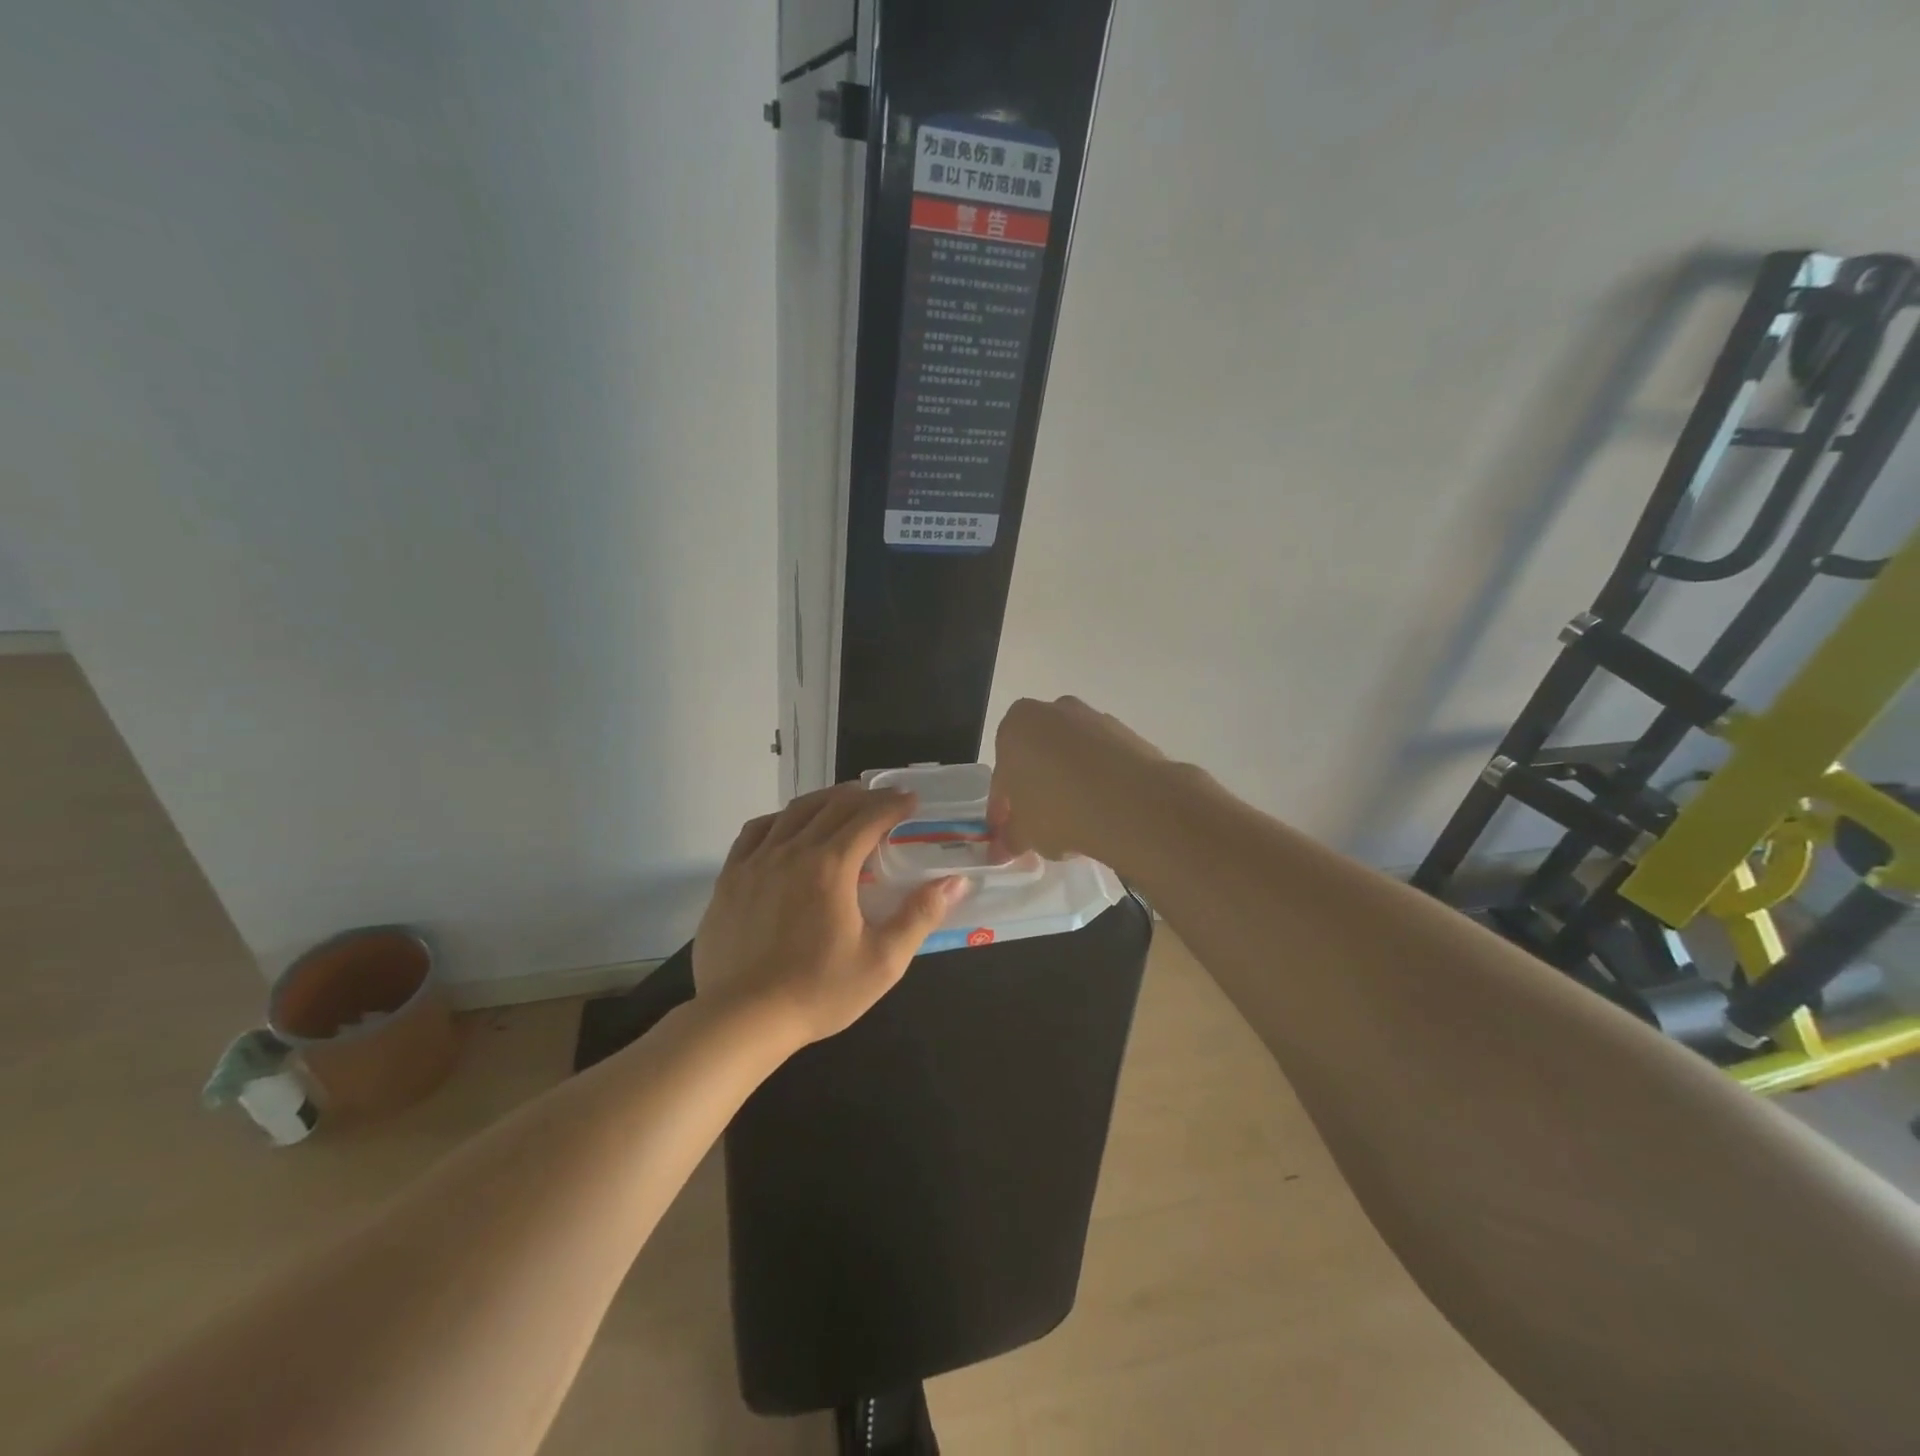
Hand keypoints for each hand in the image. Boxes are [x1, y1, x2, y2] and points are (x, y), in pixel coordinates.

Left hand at [694, 784, 967, 1046]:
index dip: (893, 805)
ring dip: (824, 800)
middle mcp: (792, 851)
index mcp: (831, 866)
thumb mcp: (882, 961)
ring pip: (794, 812)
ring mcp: (755, 861)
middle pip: (832, 807)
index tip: (911, 800)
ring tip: (843, 803)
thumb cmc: (818, 991)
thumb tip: (955, 882)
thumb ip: (919, 916)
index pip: (868, 818)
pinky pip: (756, 831)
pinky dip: (780, 819)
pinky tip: (788, 827)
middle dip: (864, 797)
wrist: (741, 1019)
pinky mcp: (729, 877)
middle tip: (884, 799)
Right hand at [990, 696, 1167, 860]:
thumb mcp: (1025, 833)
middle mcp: (1053, 711)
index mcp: (1016, 726)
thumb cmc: (1059, 810)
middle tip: (1042, 825)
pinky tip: (1104, 810)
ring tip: (1078, 821)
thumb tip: (1001, 849)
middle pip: (1037, 756)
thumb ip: (1010, 838)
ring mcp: (1093, 718)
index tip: (1010, 832)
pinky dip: (1099, 781)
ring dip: (1069, 783)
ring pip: (1071, 756)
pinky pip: (1102, 760)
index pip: (1002, 774)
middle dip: (1037, 788)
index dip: (1003, 807)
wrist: (1132, 803)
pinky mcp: (1127, 733)